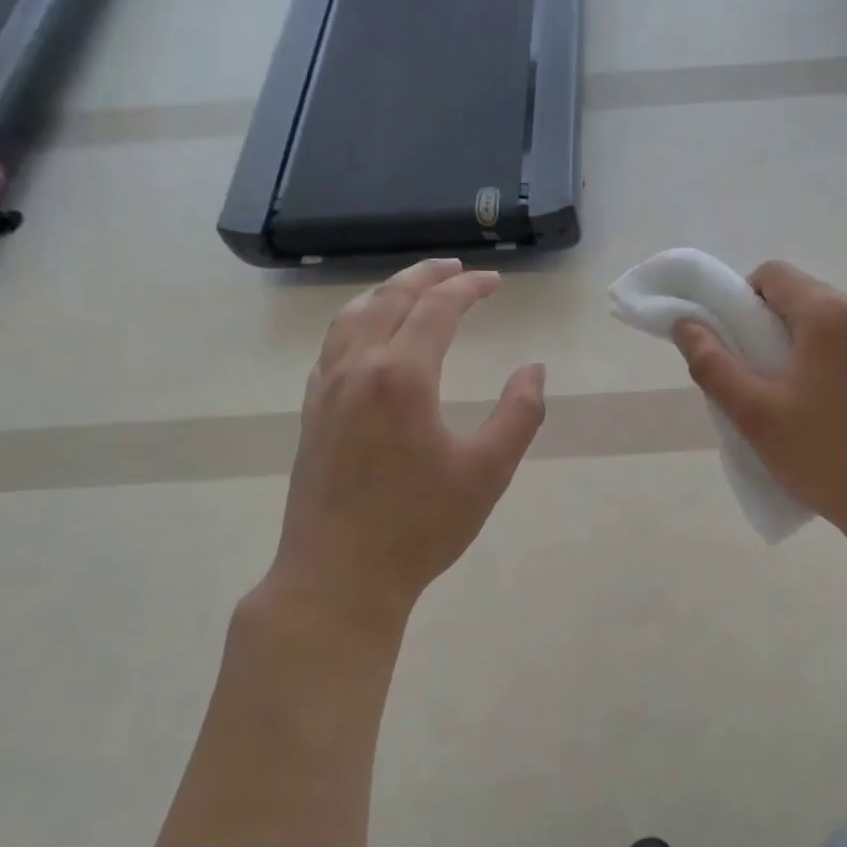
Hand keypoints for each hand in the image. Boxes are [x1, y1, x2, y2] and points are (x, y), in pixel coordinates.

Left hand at [260, 259, 546, 646]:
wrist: (338, 577)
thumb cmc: (420, 527)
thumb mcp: (487, 472)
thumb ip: (519, 415)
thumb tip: (534, 371)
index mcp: (402, 376)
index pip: (437, 309)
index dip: (469, 289)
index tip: (496, 282)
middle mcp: (358, 369)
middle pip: (389, 300)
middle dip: (426, 277)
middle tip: (457, 270)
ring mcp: (326, 390)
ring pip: (351, 317)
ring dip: (386, 293)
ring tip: (413, 289)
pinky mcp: (312, 414)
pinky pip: (333, 347)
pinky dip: (357, 323)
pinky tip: (368, 338)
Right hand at [672, 261, 846, 544]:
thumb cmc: (826, 456)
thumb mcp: (755, 415)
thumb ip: (712, 365)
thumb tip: (685, 324)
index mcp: (830, 314)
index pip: (772, 274)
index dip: (742, 300)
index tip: (735, 345)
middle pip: (802, 296)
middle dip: (770, 327)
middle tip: (757, 378)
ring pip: (829, 321)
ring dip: (802, 345)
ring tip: (793, 399)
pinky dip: (832, 361)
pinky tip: (831, 409)